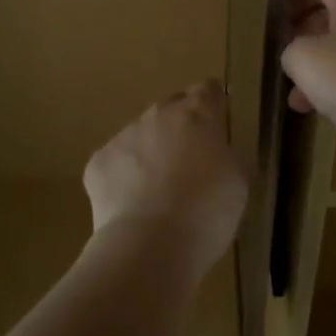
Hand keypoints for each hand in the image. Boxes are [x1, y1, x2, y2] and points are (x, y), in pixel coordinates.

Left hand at [83, 80, 247, 278]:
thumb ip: (226, 154)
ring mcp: (123, 136)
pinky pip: (115, 162)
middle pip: (171, 108)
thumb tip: (215, 150)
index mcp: (198, 115)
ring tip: (158, 190)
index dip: (214, 102)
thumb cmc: (207, 212)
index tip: (217, 118)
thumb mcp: (238, 181)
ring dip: (150, 151)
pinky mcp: (98, 162)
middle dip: (180, 126)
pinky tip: (133, 205)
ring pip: (140, 134)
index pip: (208, 90)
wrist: (150, 245)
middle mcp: (158, 116)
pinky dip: (123, 176)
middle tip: (190, 160)